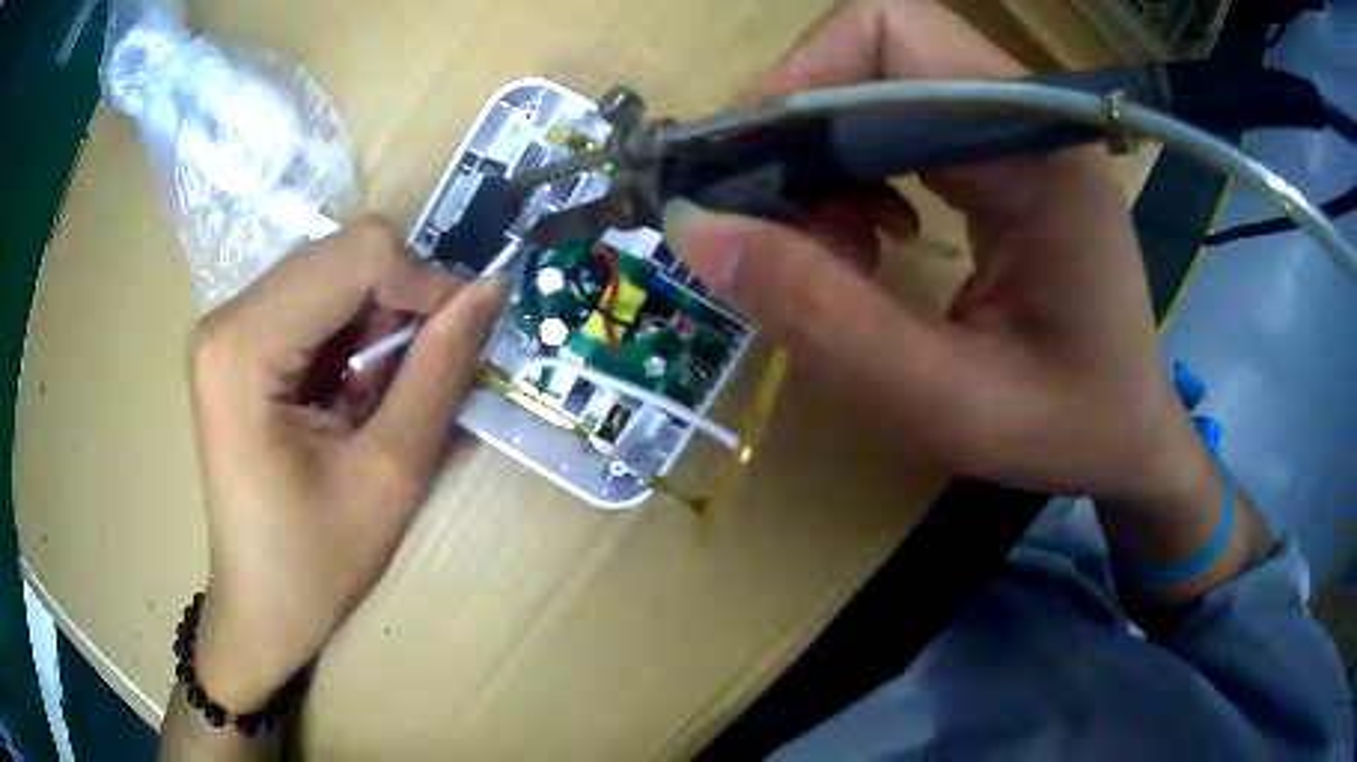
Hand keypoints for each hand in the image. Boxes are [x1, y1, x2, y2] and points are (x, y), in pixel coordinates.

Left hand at [185, 216, 504, 710]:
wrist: (260, 608)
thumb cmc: (317, 563)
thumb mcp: (391, 473)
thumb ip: (440, 369)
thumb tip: (490, 287)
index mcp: (243, 347)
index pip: (356, 253)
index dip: (423, 283)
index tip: (457, 339)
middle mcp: (224, 316)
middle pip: (341, 253)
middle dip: (397, 302)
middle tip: (414, 375)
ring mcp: (224, 325)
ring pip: (331, 269)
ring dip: (374, 320)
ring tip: (377, 394)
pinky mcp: (233, 340)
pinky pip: (311, 298)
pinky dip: (349, 331)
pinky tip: (348, 388)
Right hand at [663, 0, 1211, 505]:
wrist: (1128, 435)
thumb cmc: (1067, 430)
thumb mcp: (947, 403)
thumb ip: (826, 318)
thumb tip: (697, 228)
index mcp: (1040, 151)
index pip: (891, 37)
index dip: (799, 85)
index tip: (746, 178)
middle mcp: (1027, 116)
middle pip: (870, 54)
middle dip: (802, 133)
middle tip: (776, 232)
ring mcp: (1014, 130)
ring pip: (871, 87)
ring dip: (823, 161)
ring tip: (833, 254)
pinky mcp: (999, 154)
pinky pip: (894, 125)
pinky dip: (853, 176)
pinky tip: (870, 243)